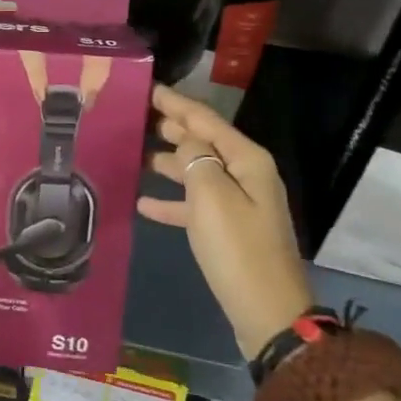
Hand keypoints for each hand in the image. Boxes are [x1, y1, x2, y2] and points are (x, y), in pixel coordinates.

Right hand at [138, 83, 312, 357]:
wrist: (267, 313)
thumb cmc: (238, 248)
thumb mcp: (212, 197)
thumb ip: (196, 160)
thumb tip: (185, 143)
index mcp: (247, 160)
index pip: (205, 120)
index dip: (175, 103)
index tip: (147, 88)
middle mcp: (245, 174)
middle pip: (203, 142)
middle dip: (171, 128)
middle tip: (133, 116)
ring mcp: (238, 203)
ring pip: (196, 171)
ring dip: (167, 162)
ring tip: (133, 153)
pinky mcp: (228, 230)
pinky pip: (195, 205)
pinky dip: (171, 201)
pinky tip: (143, 203)